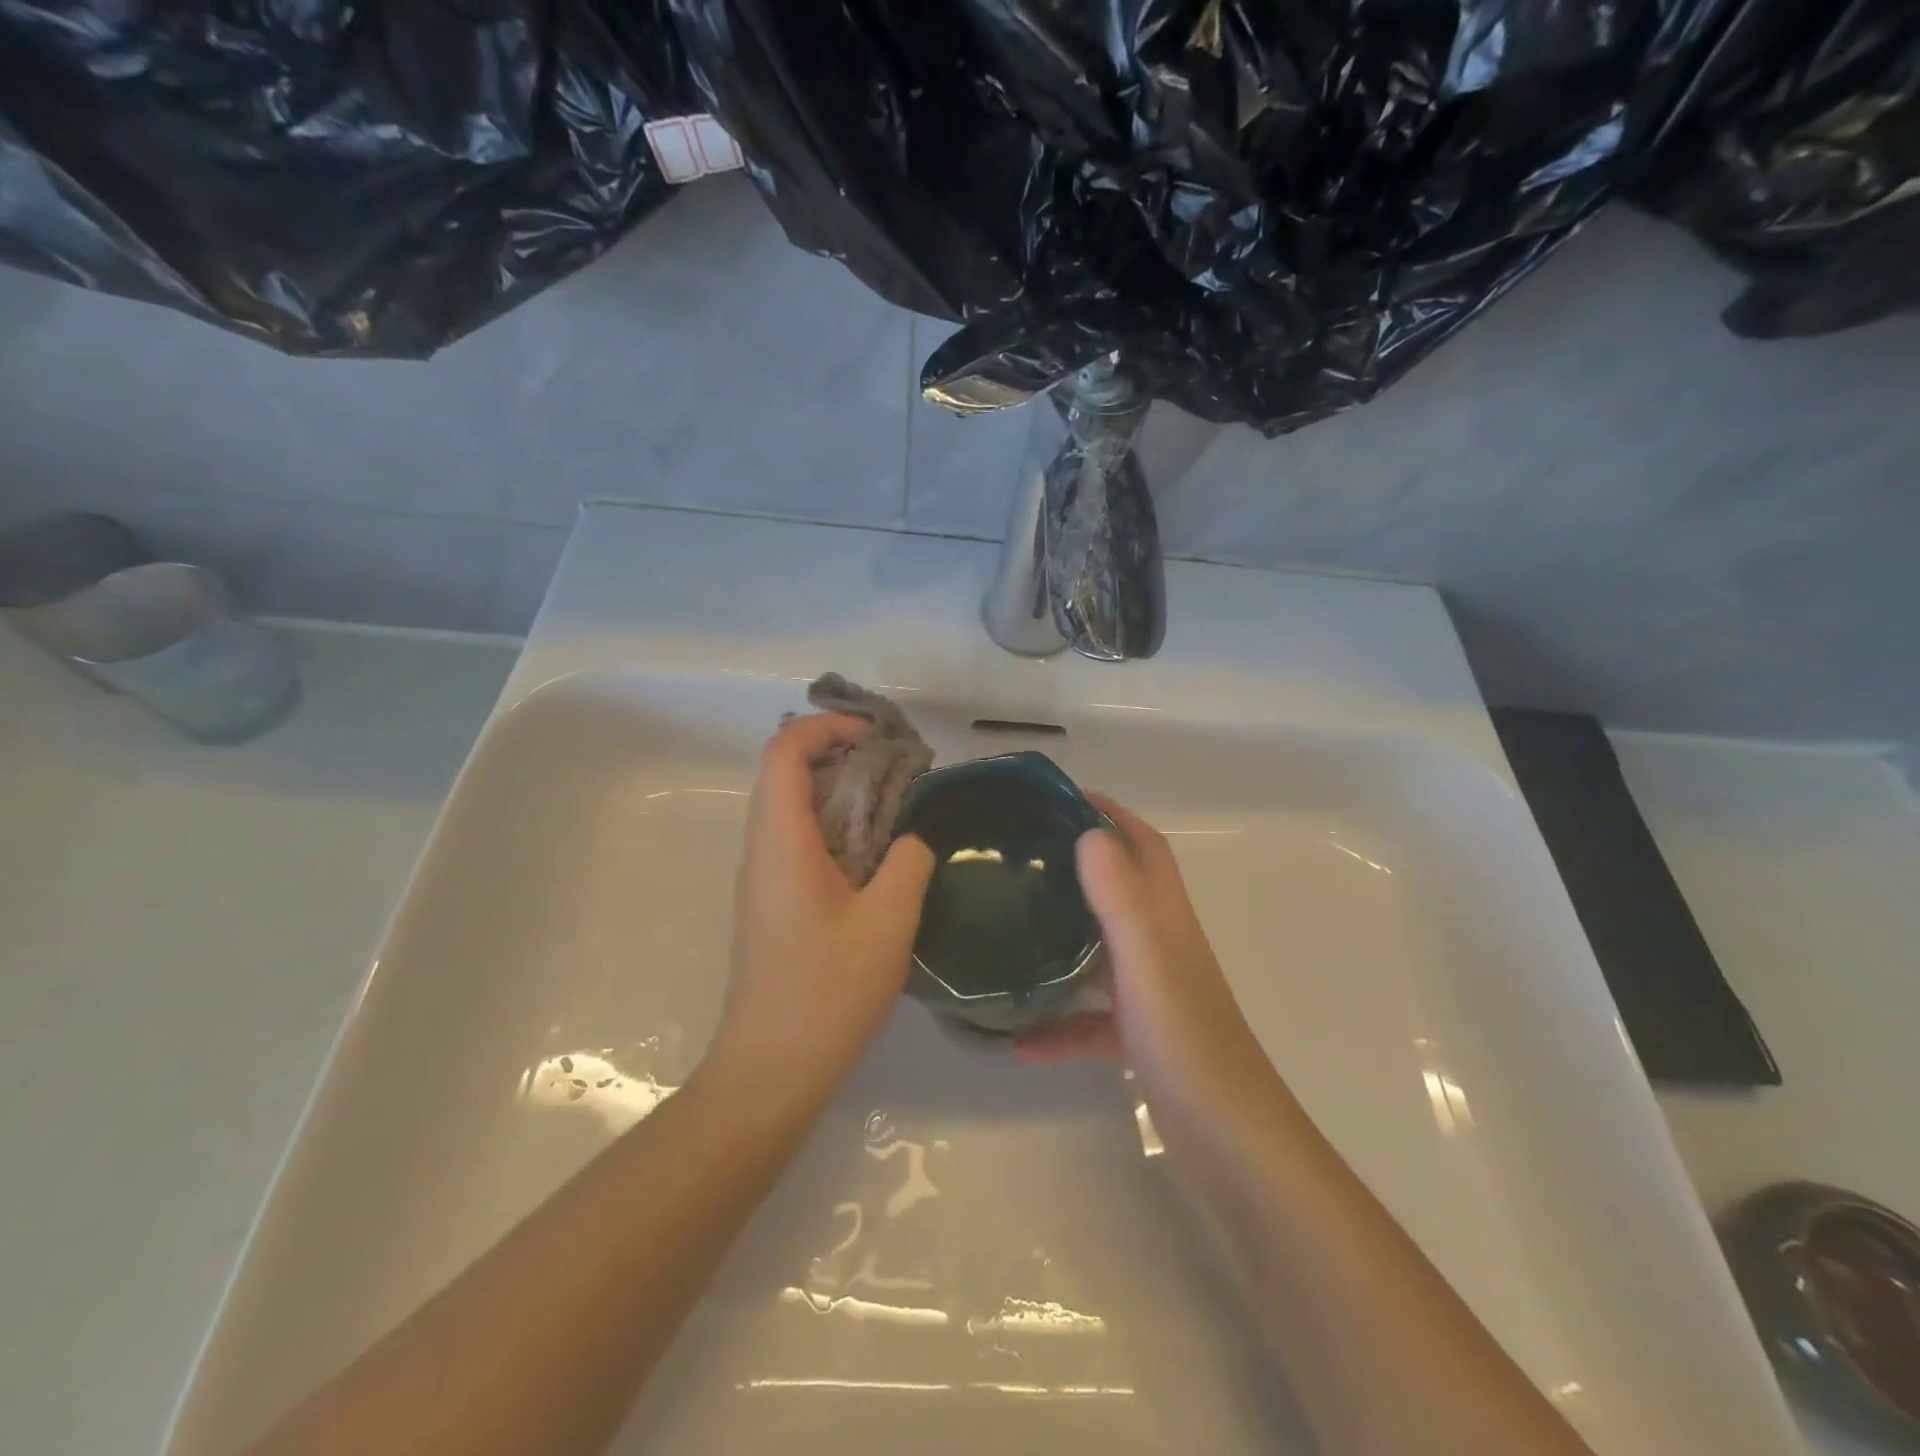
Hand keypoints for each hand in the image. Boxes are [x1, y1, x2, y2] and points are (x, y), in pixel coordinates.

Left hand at [708, 713, 936, 1097]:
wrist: (771, 1070)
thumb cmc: (828, 992)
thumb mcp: (887, 923)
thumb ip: (907, 864)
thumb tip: (912, 840)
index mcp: (781, 842)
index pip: (785, 752)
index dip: (826, 727)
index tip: (875, 734)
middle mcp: (761, 850)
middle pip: (785, 773)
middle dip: (839, 753)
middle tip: (894, 767)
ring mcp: (761, 879)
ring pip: (791, 807)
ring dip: (837, 791)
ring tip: (893, 804)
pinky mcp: (771, 904)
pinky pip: (796, 841)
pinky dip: (833, 826)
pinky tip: (875, 854)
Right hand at [1020, 793, 1294, 1143]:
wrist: (1231, 1144)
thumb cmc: (1187, 1043)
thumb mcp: (1146, 962)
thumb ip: (1120, 898)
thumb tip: (1089, 832)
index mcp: (1166, 920)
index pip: (1143, 847)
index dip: (1111, 814)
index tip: (1061, 799)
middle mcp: (1161, 947)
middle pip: (1119, 890)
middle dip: (1077, 865)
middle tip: (1020, 857)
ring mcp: (1152, 994)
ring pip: (1100, 951)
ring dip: (1062, 939)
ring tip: (1009, 928)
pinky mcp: (1140, 1038)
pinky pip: (1090, 1019)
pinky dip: (1058, 1024)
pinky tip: (1019, 1041)